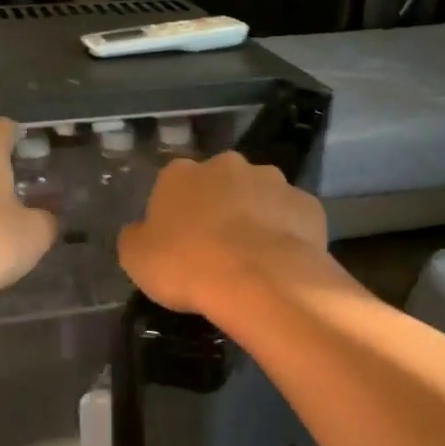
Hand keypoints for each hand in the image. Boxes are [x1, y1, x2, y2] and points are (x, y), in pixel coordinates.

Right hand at [118, 152, 329, 315]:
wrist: (258, 280)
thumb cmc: (187, 265)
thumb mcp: (136, 258)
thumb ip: (136, 237)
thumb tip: (140, 231)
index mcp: (181, 173)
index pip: (173, 185)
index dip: (176, 214)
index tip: (179, 243)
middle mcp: (228, 165)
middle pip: (220, 184)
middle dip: (220, 208)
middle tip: (216, 249)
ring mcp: (273, 182)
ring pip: (260, 197)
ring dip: (255, 218)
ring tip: (253, 258)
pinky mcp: (307, 204)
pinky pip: (292, 218)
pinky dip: (288, 234)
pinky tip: (281, 262)